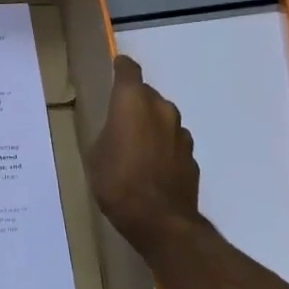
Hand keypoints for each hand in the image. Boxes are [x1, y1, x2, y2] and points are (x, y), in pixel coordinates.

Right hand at [86, 55, 201, 248]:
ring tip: (136, 148)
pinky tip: (152, 168)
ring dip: (151, 126)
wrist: (159, 220)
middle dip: (134, 103)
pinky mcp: (192, 156)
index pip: (129, 70)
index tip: (115, 69)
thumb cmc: (116, 182)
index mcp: (132, 102)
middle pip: (147, 95)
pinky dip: (163, 148)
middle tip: (119, 122)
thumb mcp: (96, 154)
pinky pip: (173, 142)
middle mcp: (161, 109)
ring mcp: (181, 133)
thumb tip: (117, 130)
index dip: (121, 68)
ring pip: (163, 119)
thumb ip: (108, 132)